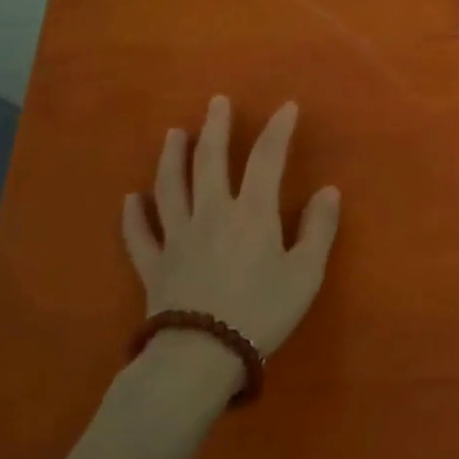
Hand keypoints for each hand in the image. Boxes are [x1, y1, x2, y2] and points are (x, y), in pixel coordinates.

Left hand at [121, 96, 341, 355]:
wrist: (200, 356)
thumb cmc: (261, 311)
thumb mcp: (305, 273)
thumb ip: (318, 229)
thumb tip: (327, 190)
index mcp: (251, 212)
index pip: (267, 159)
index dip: (278, 130)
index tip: (286, 107)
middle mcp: (211, 213)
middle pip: (210, 162)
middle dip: (215, 128)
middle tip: (215, 102)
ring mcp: (177, 238)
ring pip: (170, 188)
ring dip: (172, 158)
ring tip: (174, 134)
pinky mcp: (154, 267)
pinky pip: (140, 235)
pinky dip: (134, 216)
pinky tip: (130, 200)